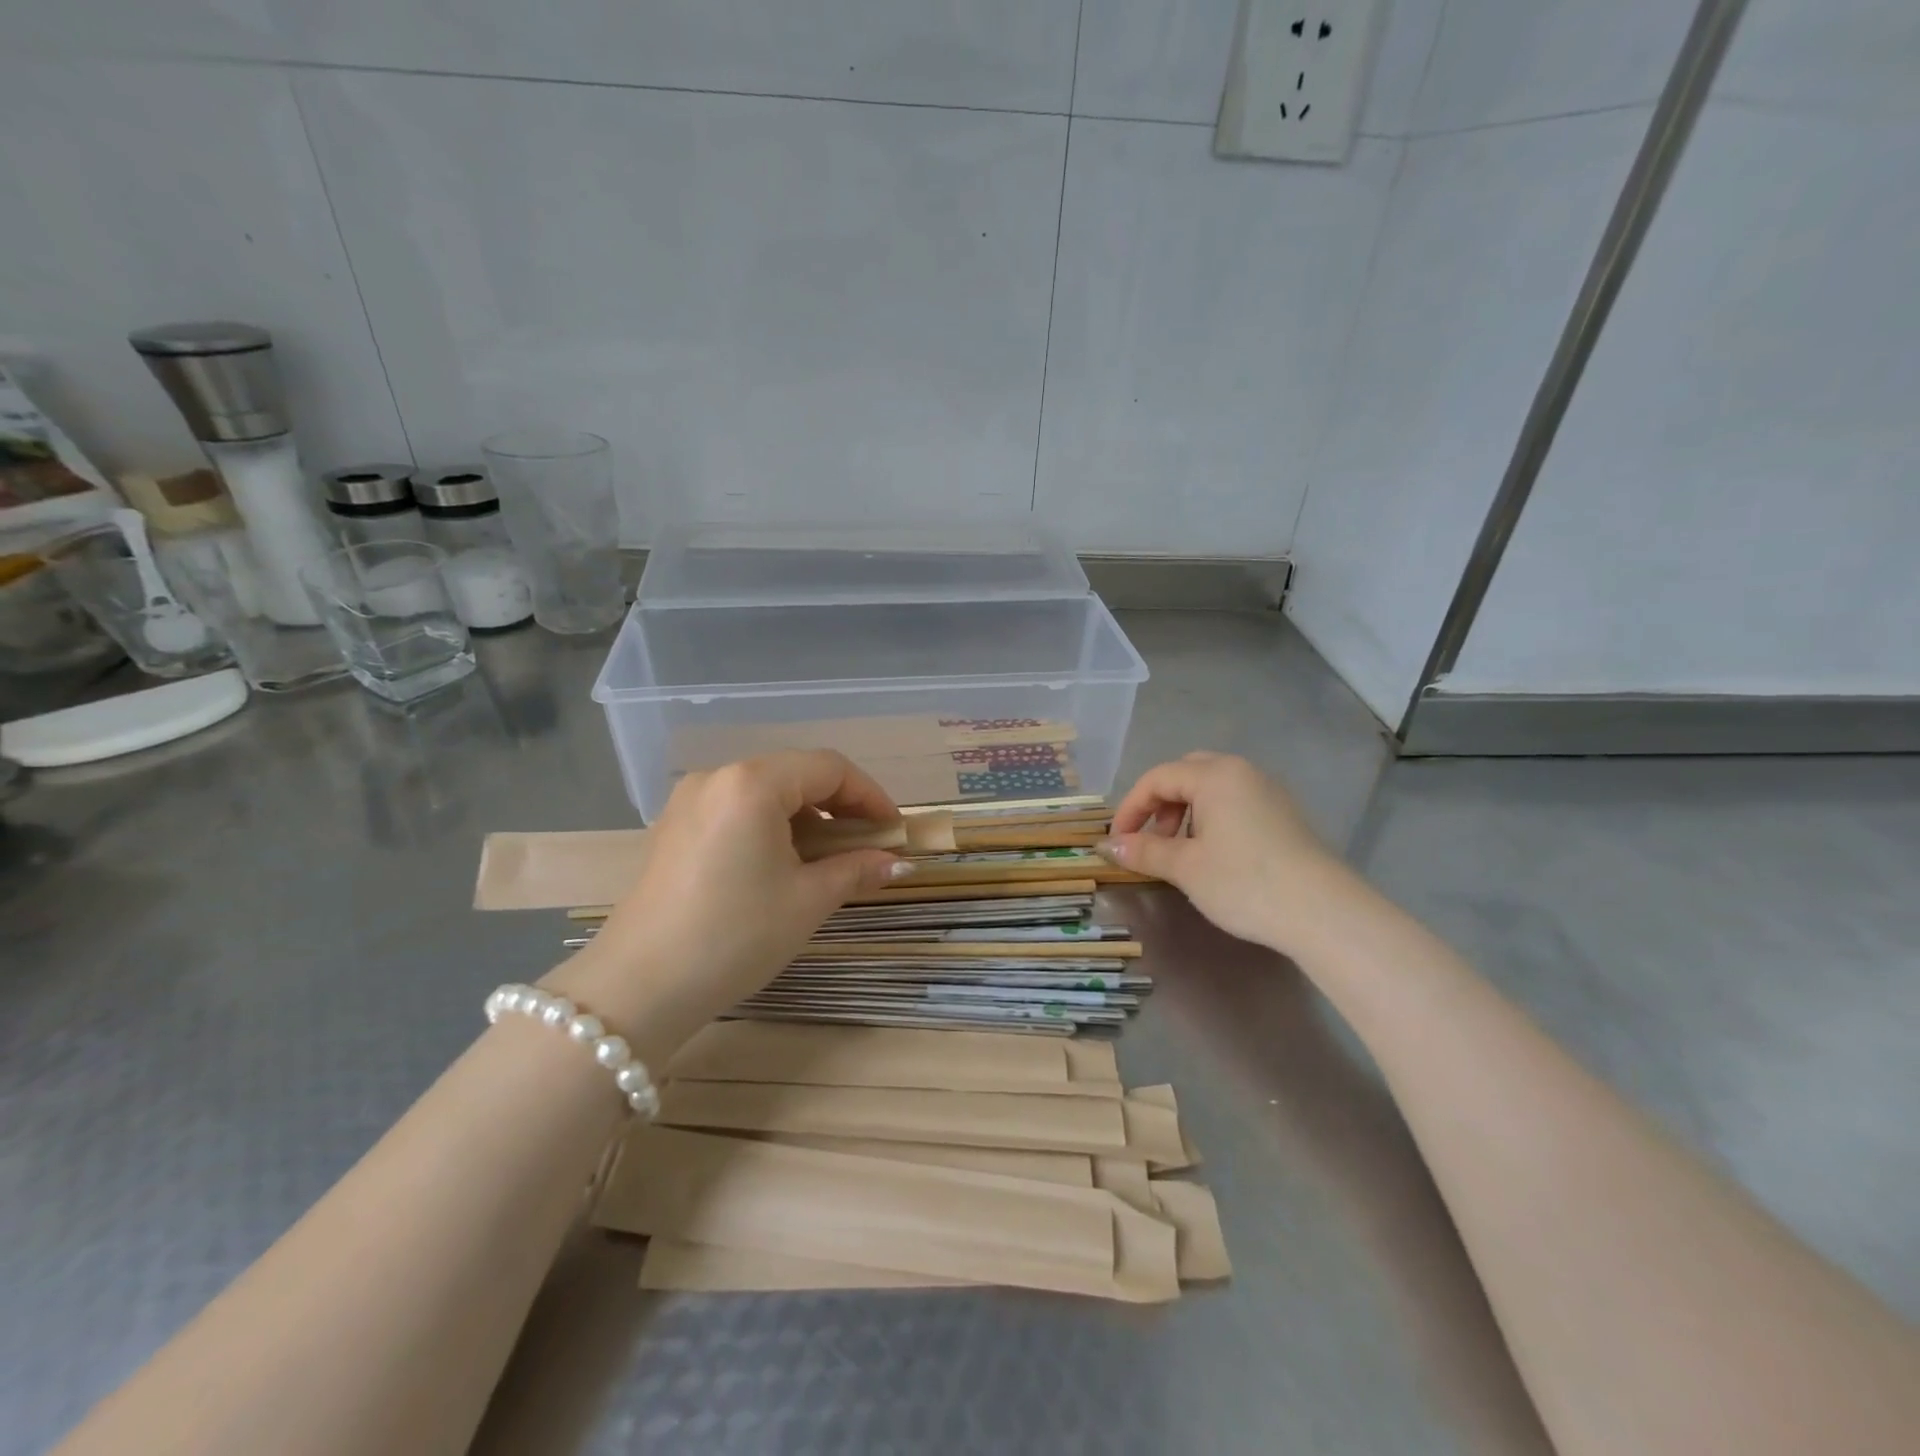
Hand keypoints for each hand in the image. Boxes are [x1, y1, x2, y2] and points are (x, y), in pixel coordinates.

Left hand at [548, 751, 908, 1061]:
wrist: (638, 988)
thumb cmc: (734, 936)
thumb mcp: (806, 901)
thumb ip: (856, 870)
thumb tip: (896, 862)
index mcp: (752, 783)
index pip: (829, 769)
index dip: (870, 797)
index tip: (894, 832)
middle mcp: (717, 777)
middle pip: (796, 775)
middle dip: (839, 807)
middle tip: (867, 846)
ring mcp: (689, 801)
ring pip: (765, 792)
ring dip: (806, 818)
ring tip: (829, 860)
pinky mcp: (674, 828)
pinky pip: (736, 810)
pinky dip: (771, 827)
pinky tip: (783, 864)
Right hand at [1099, 752, 1354, 952]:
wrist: (1324, 913)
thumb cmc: (1244, 882)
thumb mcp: (1185, 867)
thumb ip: (1144, 850)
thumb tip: (1107, 845)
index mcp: (1215, 775)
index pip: (1157, 778)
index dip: (1130, 808)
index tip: (1117, 841)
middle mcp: (1243, 772)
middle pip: (1186, 774)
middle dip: (1160, 804)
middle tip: (1151, 839)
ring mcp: (1269, 792)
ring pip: (1213, 789)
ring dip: (1186, 813)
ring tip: (1181, 852)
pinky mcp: (1285, 816)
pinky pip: (1236, 804)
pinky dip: (1213, 820)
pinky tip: (1215, 857)